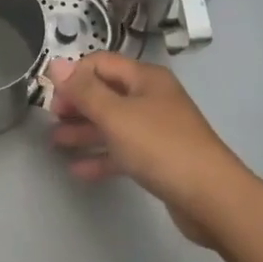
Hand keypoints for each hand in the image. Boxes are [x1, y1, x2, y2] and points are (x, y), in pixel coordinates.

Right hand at [45, 53, 257, 246]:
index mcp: (145, 79)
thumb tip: (56, 63)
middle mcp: (151, 98)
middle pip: (107, 92)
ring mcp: (157, 129)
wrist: (211, 198)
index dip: (74, 75)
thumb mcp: (116, 116)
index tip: (51, 96)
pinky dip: (102, 156)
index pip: (101, 63)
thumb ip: (84, 91)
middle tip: (52, 118)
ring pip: (113, 123)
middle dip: (77, 103)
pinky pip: (123, 151)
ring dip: (85, 130)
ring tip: (56, 142)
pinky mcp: (159, 159)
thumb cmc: (161, 147)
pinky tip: (78, 169)